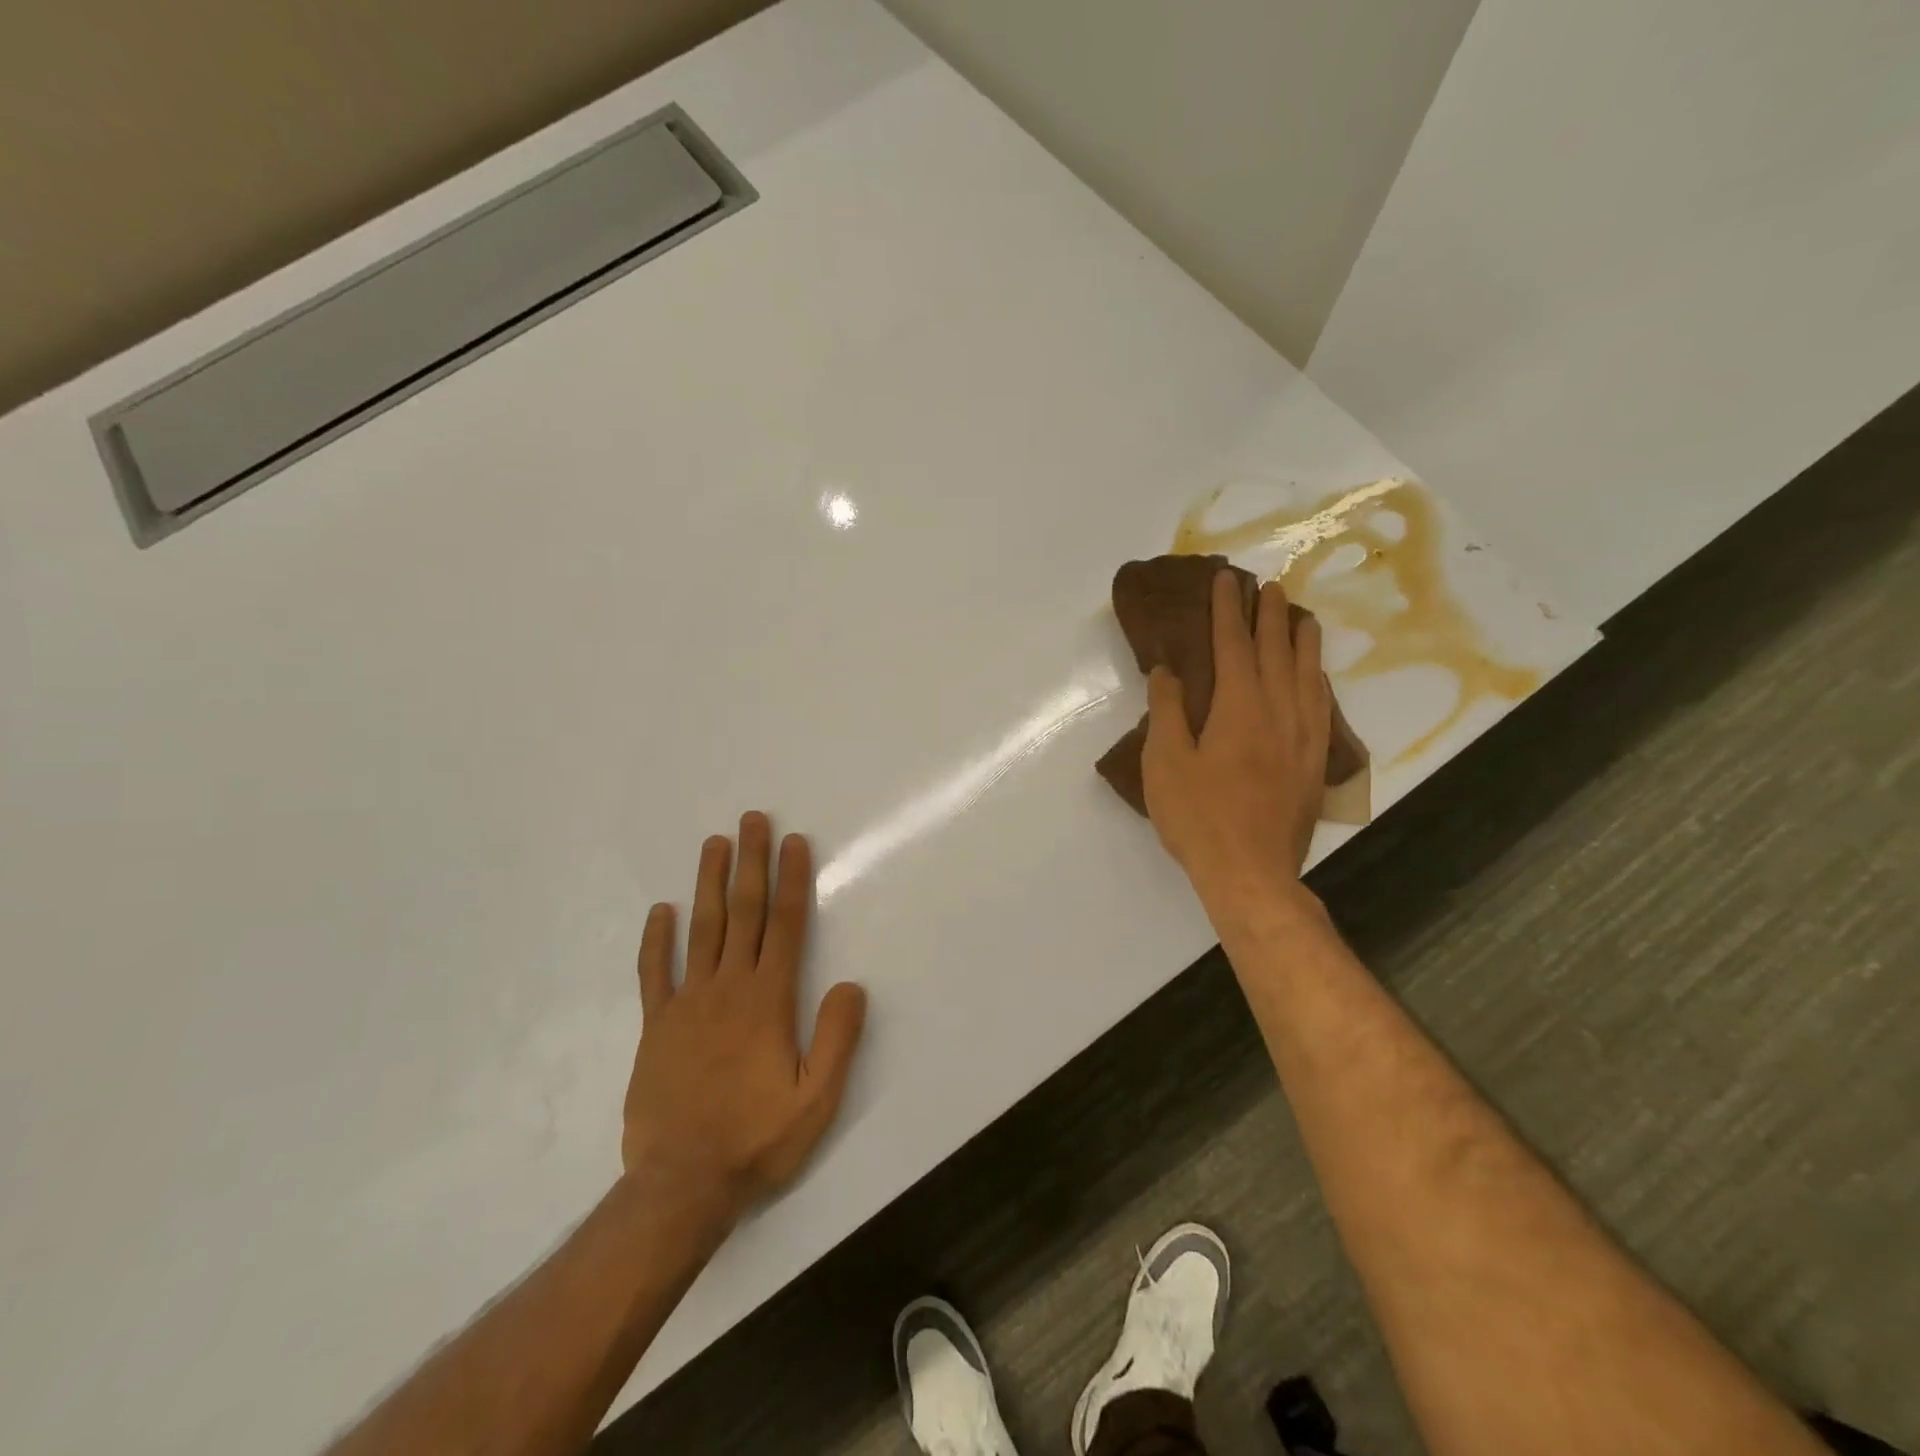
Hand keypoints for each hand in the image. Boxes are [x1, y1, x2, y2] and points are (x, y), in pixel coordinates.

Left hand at [622, 813, 866, 1220]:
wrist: (682, 1185)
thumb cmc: (757, 1139)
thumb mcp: (817, 1099)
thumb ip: (837, 1038)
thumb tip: (851, 985)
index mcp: (769, 1000)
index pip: (786, 926)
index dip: (791, 880)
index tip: (792, 842)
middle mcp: (729, 988)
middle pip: (743, 913)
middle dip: (750, 863)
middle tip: (751, 820)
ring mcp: (687, 1003)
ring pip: (701, 930)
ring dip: (708, 883)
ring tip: (714, 843)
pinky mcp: (656, 1026)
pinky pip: (655, 973)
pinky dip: (656, 940)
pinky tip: (661, 910)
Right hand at [1142, 570, 1331, 914]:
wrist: (1251, 873)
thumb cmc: (1198, 817)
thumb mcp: (1165, 763)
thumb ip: (1167, 711)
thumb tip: (1169, 670)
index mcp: (1239, 708)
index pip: (1234, 645)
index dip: (1228, 611)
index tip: (1226, 580)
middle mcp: (1278, 712)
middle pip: (1276, 651)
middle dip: (1269, 616)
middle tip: (1268, 586)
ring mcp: (1303, 738)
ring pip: (1307, 675)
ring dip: (1302, 641)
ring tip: (1300, 616)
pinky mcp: (1315, 763)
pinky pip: (1322, 707)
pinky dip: (1317, 680)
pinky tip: (1316, 676)